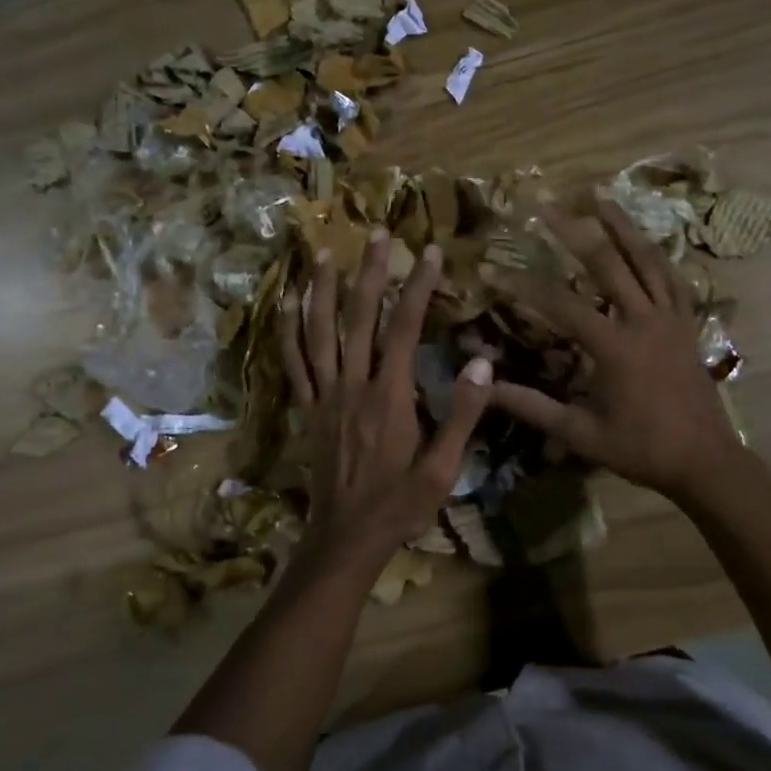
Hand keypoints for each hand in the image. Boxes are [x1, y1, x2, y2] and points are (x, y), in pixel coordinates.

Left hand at [280, 230, 492, 570]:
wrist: (346, 538)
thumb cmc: (400, 505)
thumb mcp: (443, 468)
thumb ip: (463, 414)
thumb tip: (483, 361)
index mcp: (389, 396)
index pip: (404, 328)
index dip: (417, 286)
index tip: (429, 251)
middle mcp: (353, 386)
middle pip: (359, 317)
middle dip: (370, 271)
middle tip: (378, 232)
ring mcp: (324, 395)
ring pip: (318, 332)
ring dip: (321, 289)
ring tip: (324, 251)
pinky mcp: (307, 409)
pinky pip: (293, 362)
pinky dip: (288, 329)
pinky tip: (287, 302)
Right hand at [489, 202, 742, 502]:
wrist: (704, 460)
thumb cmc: (640, 449)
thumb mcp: (580, 433)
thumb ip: (532, 407)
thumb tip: (486, 389)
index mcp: (614, 347)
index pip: (559, 304)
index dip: (522, 284)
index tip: (491, 268)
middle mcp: (643, 321)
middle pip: (606, 263)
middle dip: (574, 231)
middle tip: (548, 204)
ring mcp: (670, 318)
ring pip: (646, 260)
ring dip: (622, 227)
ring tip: (600, 198)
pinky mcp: (688, 324)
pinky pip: (672, 279)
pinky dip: (656, 256)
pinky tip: (644, 242)